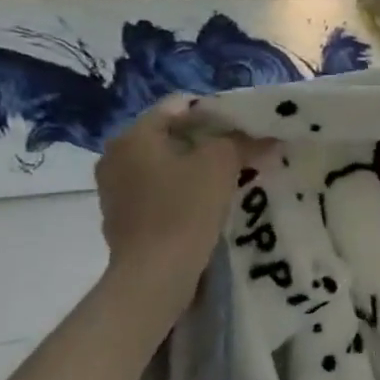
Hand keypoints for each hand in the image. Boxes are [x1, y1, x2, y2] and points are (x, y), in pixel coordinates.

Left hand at [95, 97, 258, 293]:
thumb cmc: (184, 208)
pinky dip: (182, 190)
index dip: (217, 112)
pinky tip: (205, 204)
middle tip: (241, 153)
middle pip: (172, 134)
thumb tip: (265, 134)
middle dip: (208, 141)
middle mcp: (115, 155)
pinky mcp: (122, 216)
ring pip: (166, 163)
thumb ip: (243, 141)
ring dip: (195, 167)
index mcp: (134, 135)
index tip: (244, 130)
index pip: (181, 105)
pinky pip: (158, 190)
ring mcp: (114, 188)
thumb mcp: (222, 164)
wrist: (155, 274)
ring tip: (228, 179)